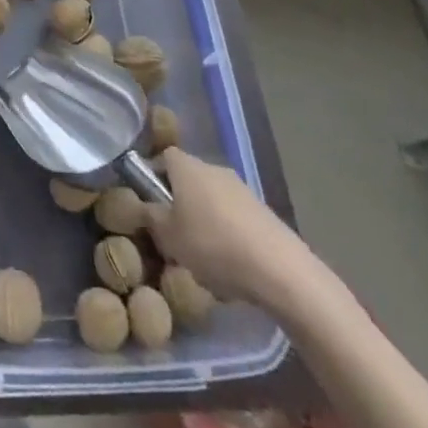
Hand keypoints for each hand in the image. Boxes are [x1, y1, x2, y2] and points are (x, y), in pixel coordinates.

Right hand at [141, 149, 315, 309]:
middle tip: (173, 234)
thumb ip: (151, 217)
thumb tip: (147, 207)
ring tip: (202, 257)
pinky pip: (234, 217)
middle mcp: (213, 168)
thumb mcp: (168, 237)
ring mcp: (242, 189)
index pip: (163, 157)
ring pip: (212, 200)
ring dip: (204, 220)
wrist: (279, 270)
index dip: (152, 176)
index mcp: (187, 166)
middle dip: (179, 203)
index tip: (150, 204)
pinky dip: (227, 234)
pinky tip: (230, 266)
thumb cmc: (213, 245)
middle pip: (189, 178)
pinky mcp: (263, 212)